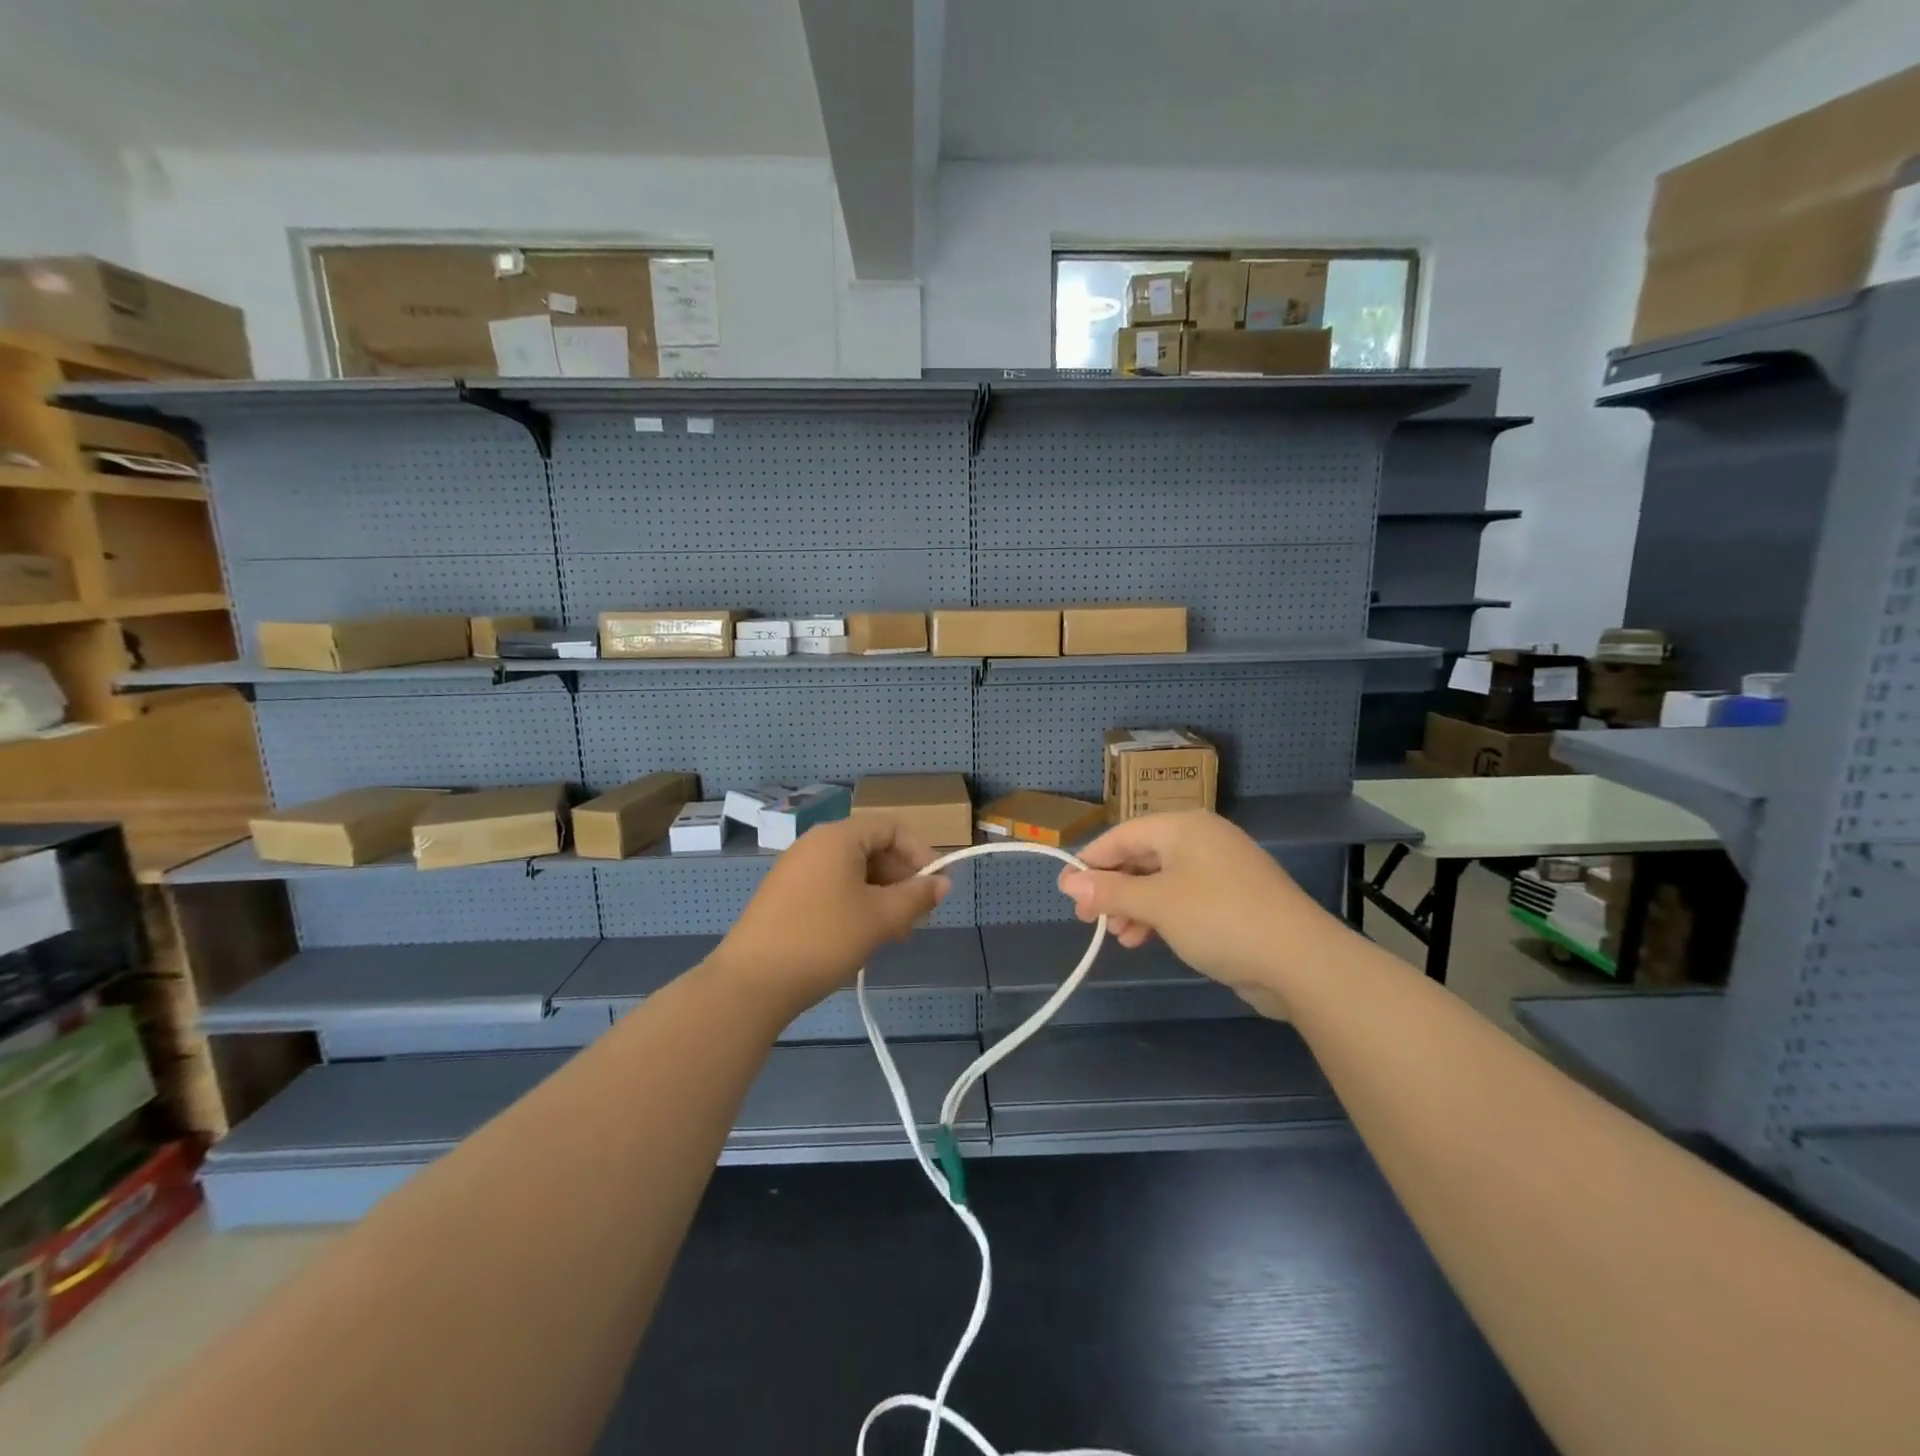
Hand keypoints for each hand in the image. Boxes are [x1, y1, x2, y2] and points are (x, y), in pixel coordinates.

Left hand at [707, 816, 950, 1017]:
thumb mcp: (880, 918)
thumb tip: (943, 883)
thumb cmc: (824, 939)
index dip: (920, 853)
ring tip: (893, 934)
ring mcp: (796, 869)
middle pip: (872, 848)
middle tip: (916, 918)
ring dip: (880, 896)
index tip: (935, 887)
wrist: (751, 983)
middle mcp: (815, 844)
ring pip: (852, 872)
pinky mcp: (784, 895)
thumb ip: (916, 896)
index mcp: (838, 837)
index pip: (891, 827)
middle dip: (900, 880)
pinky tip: (861, 937)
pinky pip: (831, 887)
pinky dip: (854, 904)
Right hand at [1056, 811, 1339, 1008]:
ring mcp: (1219, 871)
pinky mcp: (1231, 900)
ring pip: (1160, 881)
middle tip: (1088, 919)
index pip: (1123, 834)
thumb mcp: (1156, 904)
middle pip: (1141, 857)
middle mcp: (1201, 840)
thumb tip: (1067, 883)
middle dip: (1113, 888)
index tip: (1067, 890)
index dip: (1091, 861)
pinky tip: (1144, 939)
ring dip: (1133, 906)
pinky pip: (1181, 899)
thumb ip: (1110, 892)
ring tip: (1117, 935)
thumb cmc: (1219, 918)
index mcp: (1184, 827)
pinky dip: (1159, 916)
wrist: (1300, 961)